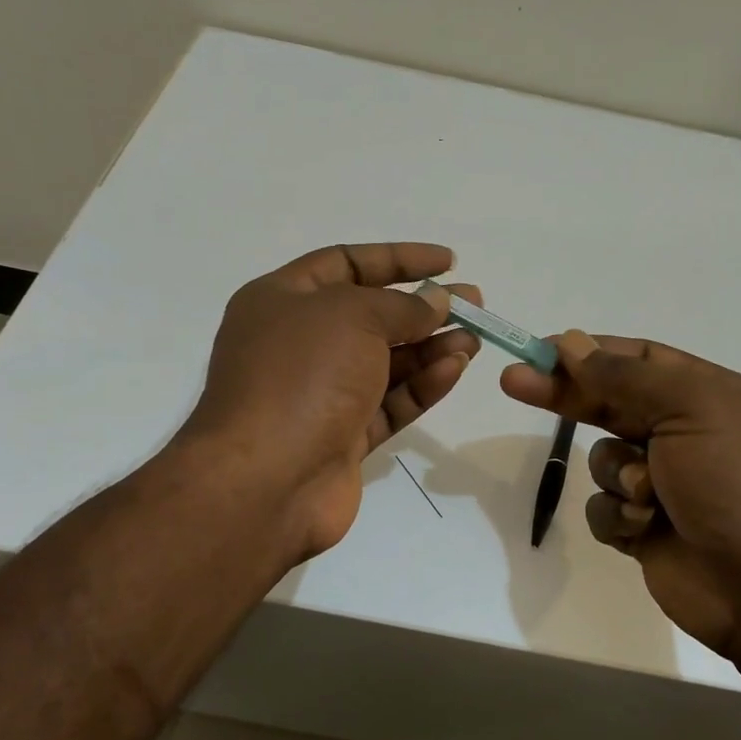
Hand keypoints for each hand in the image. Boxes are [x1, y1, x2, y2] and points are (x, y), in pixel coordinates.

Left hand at [183, 243, 480, 562]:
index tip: (448, 262)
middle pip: (370, 316)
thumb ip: (402, 306)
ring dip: (431, 348)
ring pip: (385, 362)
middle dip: (423, 308)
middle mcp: (298, 344)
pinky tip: (454, 369)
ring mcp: (320, 394)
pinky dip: (421, 386)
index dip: (399, 259)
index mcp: (281, 301)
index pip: (346, 264)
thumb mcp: (353, 316)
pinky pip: (388, 402)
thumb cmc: (302, 376)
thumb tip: (436, 302)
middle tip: (473, 305)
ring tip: (474, 339)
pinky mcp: (342, 437)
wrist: (266, 480)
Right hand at [500, 331, 740, 661]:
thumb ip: (625, 376)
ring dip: (616, 474)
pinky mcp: (644, 527)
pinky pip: (604, 508)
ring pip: (602, 460)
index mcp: (704, 393)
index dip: (586, 352)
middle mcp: (683, 431)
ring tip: (646, 494)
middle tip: (513, 382)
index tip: (538, 352)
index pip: (634, 359)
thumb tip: (572, 342)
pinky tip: (644, 528)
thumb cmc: (735, 483)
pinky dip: (618, 516)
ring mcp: (662, 482)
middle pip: (608, 402)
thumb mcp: (689, 408)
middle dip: (565, 395)